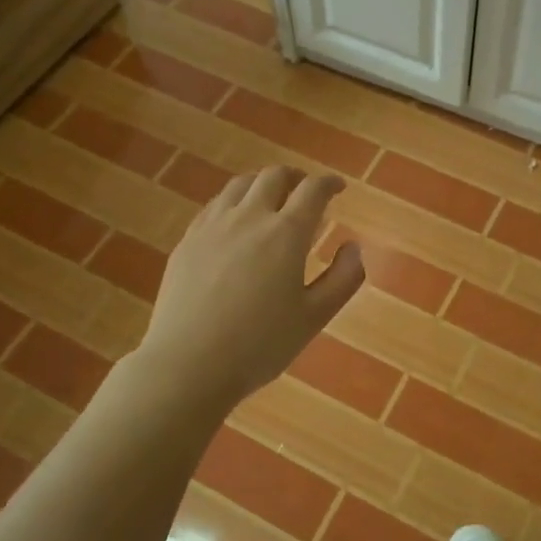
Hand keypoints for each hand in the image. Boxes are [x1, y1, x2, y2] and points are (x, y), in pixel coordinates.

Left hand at [137, 165, 363, 408]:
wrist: (188, 364)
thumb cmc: (260, 345)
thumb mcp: (315, 317)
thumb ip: (343, 279)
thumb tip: (353, 247)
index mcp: (286, 233)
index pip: (312, 190)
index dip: (328, 183)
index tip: (338, 187)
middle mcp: (249, 218)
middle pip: (273, 176)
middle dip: (295, 177)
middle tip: (305, 189)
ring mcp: (212, 226)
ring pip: (239, 185)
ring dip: (262, 183)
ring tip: (271, 197)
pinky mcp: (187, 241)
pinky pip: (214, 205)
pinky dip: (234, 201)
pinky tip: (235, 220)